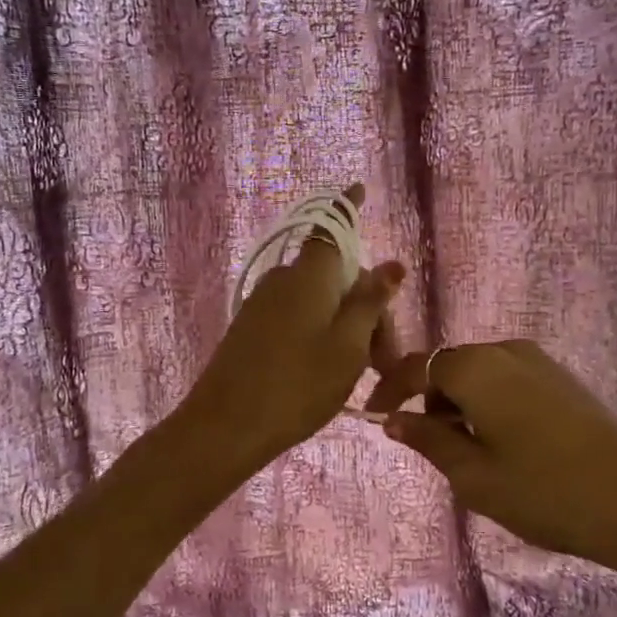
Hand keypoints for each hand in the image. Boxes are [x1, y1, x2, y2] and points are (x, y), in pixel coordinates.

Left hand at [180, 184, 404, 466]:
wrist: (225, 427)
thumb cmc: (297, 385)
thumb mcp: (347, 346)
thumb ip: (370, 302)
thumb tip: (391, 264)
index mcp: (309, 275)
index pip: (333, 227)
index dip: (348, 208)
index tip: (359, 189)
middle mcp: (284, 280)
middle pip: (335, 275)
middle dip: (367, 305)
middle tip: (385, 360)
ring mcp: (263, 304)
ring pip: (318, 300)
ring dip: (346, 324)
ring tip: (361, 372)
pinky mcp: (252, 329)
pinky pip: (297, 316)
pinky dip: (321, 332)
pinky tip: (330, 369)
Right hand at [367, 340, 616, 572]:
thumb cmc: (545, 490)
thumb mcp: (474, 475)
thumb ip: (428, 440)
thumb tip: (393, 419)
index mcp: (475, 368)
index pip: (416, 366)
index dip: (390, 390)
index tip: (375, 418)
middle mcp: (505, 351)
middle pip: (450, 366)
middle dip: (429, 400)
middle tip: (428, 446)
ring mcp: (541, 361)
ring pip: (481, 374)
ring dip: (462, 404)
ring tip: (470, 453)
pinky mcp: (565, 379)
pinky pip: (510, 381)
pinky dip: (492, 404)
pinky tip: (507, 445)